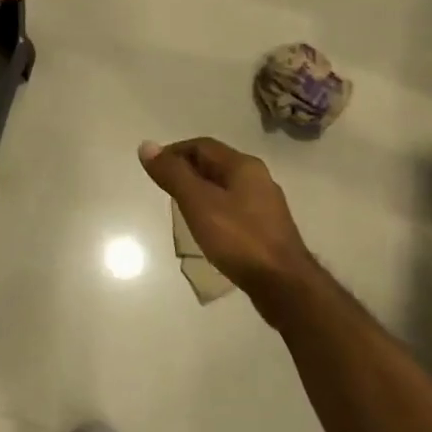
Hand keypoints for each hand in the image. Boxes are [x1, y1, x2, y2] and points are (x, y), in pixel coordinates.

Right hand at [139, 137, 314, 312]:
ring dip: (200, 192)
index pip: (201, 145)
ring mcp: (265, 205)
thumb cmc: (238, 239)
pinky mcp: (267, 229)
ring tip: (180, 209)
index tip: (154, 170)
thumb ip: (173, 174)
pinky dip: (214, 210)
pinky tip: (206, 229)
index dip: (174, 152)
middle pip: (214, 164)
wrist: (285, 286)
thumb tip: (146, 146)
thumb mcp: (198, 202)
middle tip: (164, 189)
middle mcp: (258, 179)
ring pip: (224, 187)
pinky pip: (234, 208)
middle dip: (186, 171)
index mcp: (243, 166)